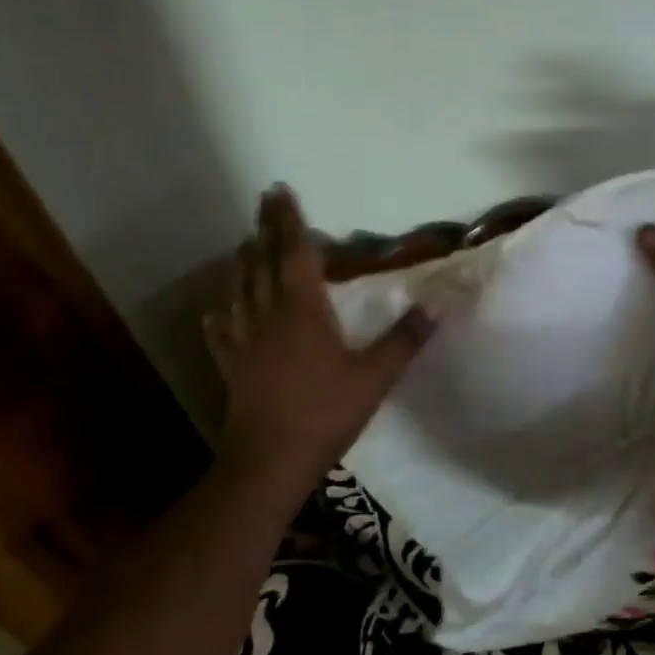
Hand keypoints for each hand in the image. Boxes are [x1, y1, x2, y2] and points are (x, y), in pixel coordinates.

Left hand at [204, 186, 436, 502]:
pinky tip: (214, 312)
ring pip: (239, 293)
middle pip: (263, 265)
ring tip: (242, 245)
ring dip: (241, 265)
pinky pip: (222, 336)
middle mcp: (269, 318)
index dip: (289, 222)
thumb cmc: (325, 414)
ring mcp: (245, 344)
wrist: (270, 463)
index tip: (280, 192)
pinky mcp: (233, 370)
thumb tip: (441, 303)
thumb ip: (406, 338)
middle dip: (264, 231)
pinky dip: (219, 319)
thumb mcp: (376, 376)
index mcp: (304, 311)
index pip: (295, 255)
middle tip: (262, 203)